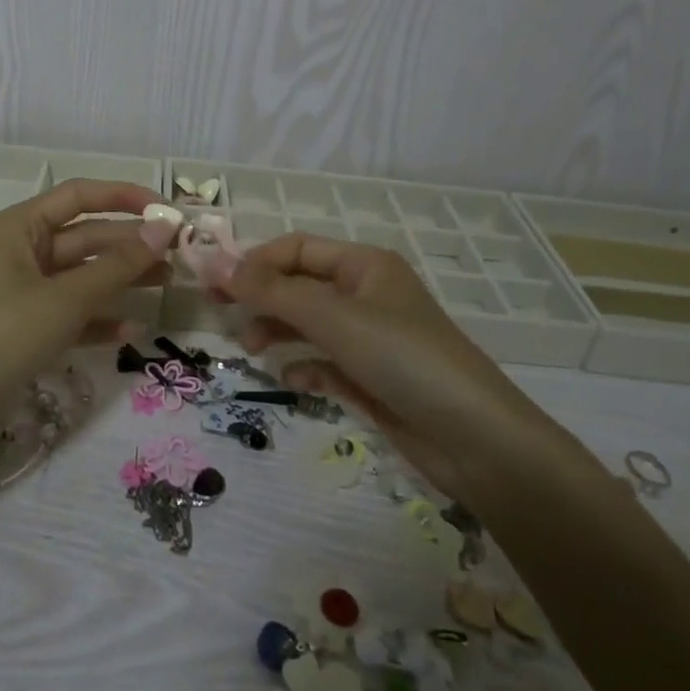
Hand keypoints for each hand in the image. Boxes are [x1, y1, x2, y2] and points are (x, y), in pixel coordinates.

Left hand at [0, 179, 176, 431]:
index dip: (125, 197)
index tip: (168, 212)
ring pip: (81, 276)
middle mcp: (20, 251)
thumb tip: (163, 229)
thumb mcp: (63, 299)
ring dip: (121, 280)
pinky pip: (70, 314)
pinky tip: (133, 333)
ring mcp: (21, 291)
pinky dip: (99, 320)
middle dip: (130, 244)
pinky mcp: (24, 328)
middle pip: (85, 237)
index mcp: (19, 227)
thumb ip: (116, 266)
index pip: (79, 195)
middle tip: (179, 256)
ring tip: (167, 285)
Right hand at [218, 233, 545, 500]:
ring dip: (278, 330)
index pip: (296, 248)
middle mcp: (366, 294)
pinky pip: (325, 362)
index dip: (255, 262)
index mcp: (364, 265)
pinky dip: (305, 366)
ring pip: (309, 323)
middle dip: (262, 297)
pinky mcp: (372, 378)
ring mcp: (370, 338)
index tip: (216, 286)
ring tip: (253, 348)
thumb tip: (213, 263)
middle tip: (221, 314)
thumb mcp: (334, 318)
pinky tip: (294, 380)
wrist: (476, 441)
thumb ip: (271, 291)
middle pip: (299, 284)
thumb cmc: (404, 359)